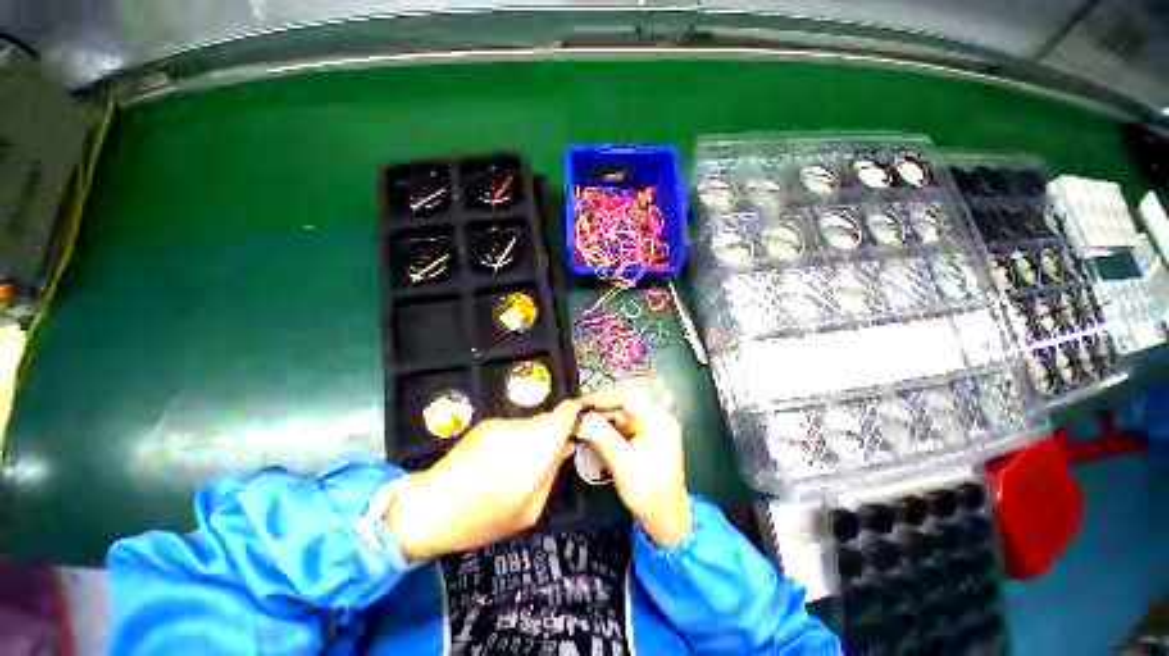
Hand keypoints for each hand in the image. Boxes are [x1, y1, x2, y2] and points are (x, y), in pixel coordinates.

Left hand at [387, 400, 580, 560]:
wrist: (430, 508)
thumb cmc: (484, 518)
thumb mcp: (530, 509)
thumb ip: (552, 472)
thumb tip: (566, 446)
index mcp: (537, 449)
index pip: (566, 413)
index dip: (576, 415)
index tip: (580, 426)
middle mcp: (521, 428)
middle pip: (548, 420)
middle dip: (552, 435)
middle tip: (544, 460)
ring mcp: (501, 423)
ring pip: (530, 424)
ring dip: (531, 439)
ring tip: (515, 466)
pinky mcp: (485, 424)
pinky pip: (511, 428)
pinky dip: (513, 440)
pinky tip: (496, 461)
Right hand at [579, 379, 691, 546]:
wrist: (666, 522)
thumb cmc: (649, 493)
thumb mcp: (623, 463)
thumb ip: (602, 437)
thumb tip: (581, 418)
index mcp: (659, 420)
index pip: (627, 398)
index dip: (601, 398)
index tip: (579, 403)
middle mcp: (656, 419)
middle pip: (623, 406)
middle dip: (599, 410)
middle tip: (575, 414)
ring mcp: (650, 430)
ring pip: (620, 417)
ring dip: (600, 420)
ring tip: (579, 423)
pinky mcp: (643, 440)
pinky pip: (621, 429)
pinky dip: (606, 431)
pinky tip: (591, 434)